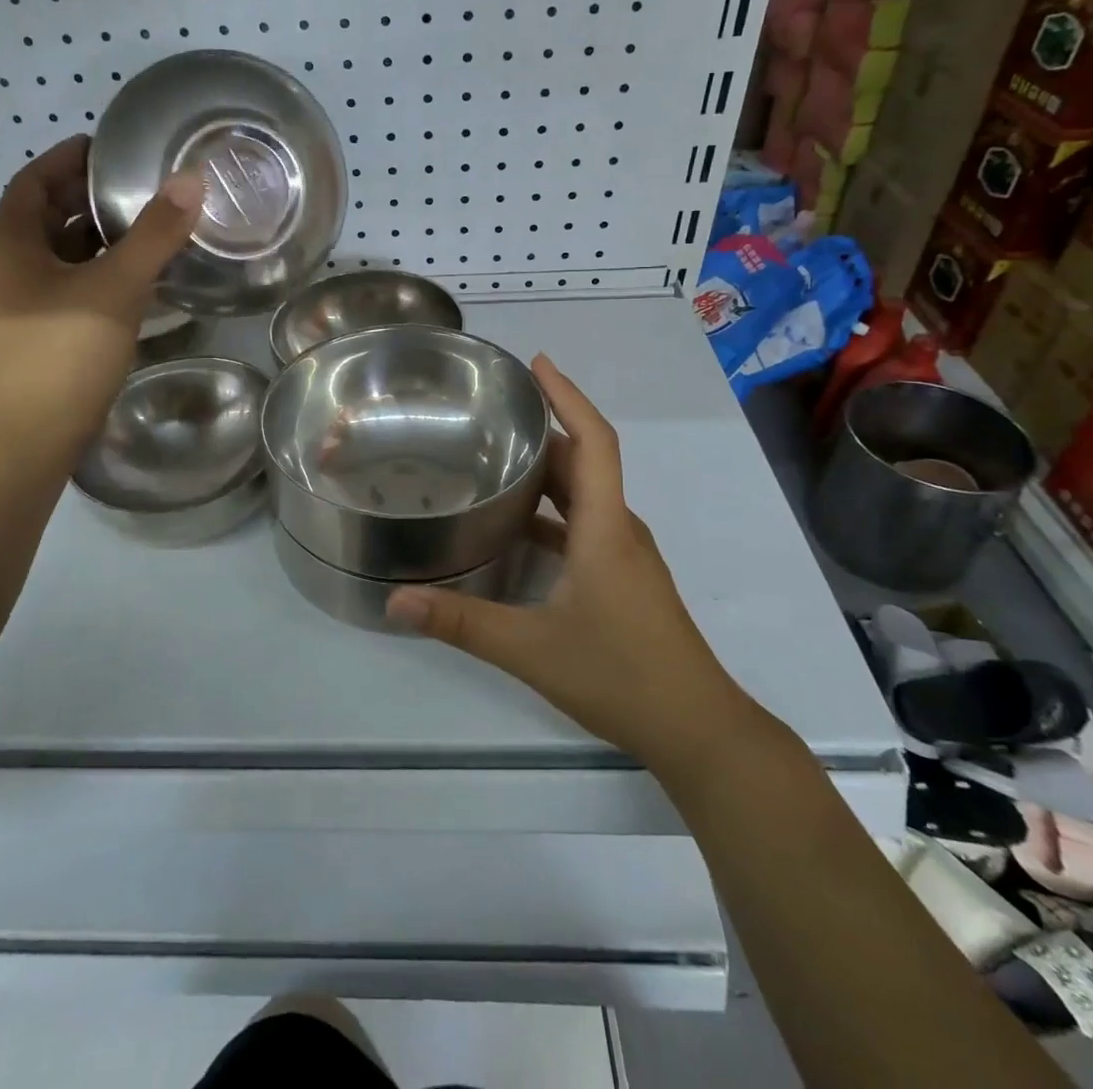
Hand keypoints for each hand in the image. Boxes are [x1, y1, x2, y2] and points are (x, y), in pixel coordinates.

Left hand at [0, 135, 203, 440]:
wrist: (34, 432)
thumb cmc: (66, 349)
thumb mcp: (117, 284)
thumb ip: (155, 232)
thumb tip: (190, 179)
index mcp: (10, 240)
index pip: (35, 179)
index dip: (70, 158)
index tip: (109, 147)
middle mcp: (8, 263)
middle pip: (47, 213)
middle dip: (88, 195)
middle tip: (137, 183)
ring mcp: (21, 300)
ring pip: (61, 251)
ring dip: (97, 235)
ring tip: (146, 222)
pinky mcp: (40, 328)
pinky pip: (71, 281)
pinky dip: (99, 268)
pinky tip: (137, 274)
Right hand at [386, 357, 750, 764]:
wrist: (697, 729)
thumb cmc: (620, 675)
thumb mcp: (530, 648)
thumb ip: (461, 622)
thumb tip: (396, 600)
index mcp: (605, 527)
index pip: (594, 441)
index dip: (568, 396)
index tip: (538, 363)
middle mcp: (619, 529)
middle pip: (586, 461)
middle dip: (547, 427)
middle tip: (497, 408)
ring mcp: (626, 555)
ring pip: (586, 495)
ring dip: (551, 469)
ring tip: (499, 455)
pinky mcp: (624, 578)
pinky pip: (586, 524)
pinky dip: (554, 511)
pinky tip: (518, 525)